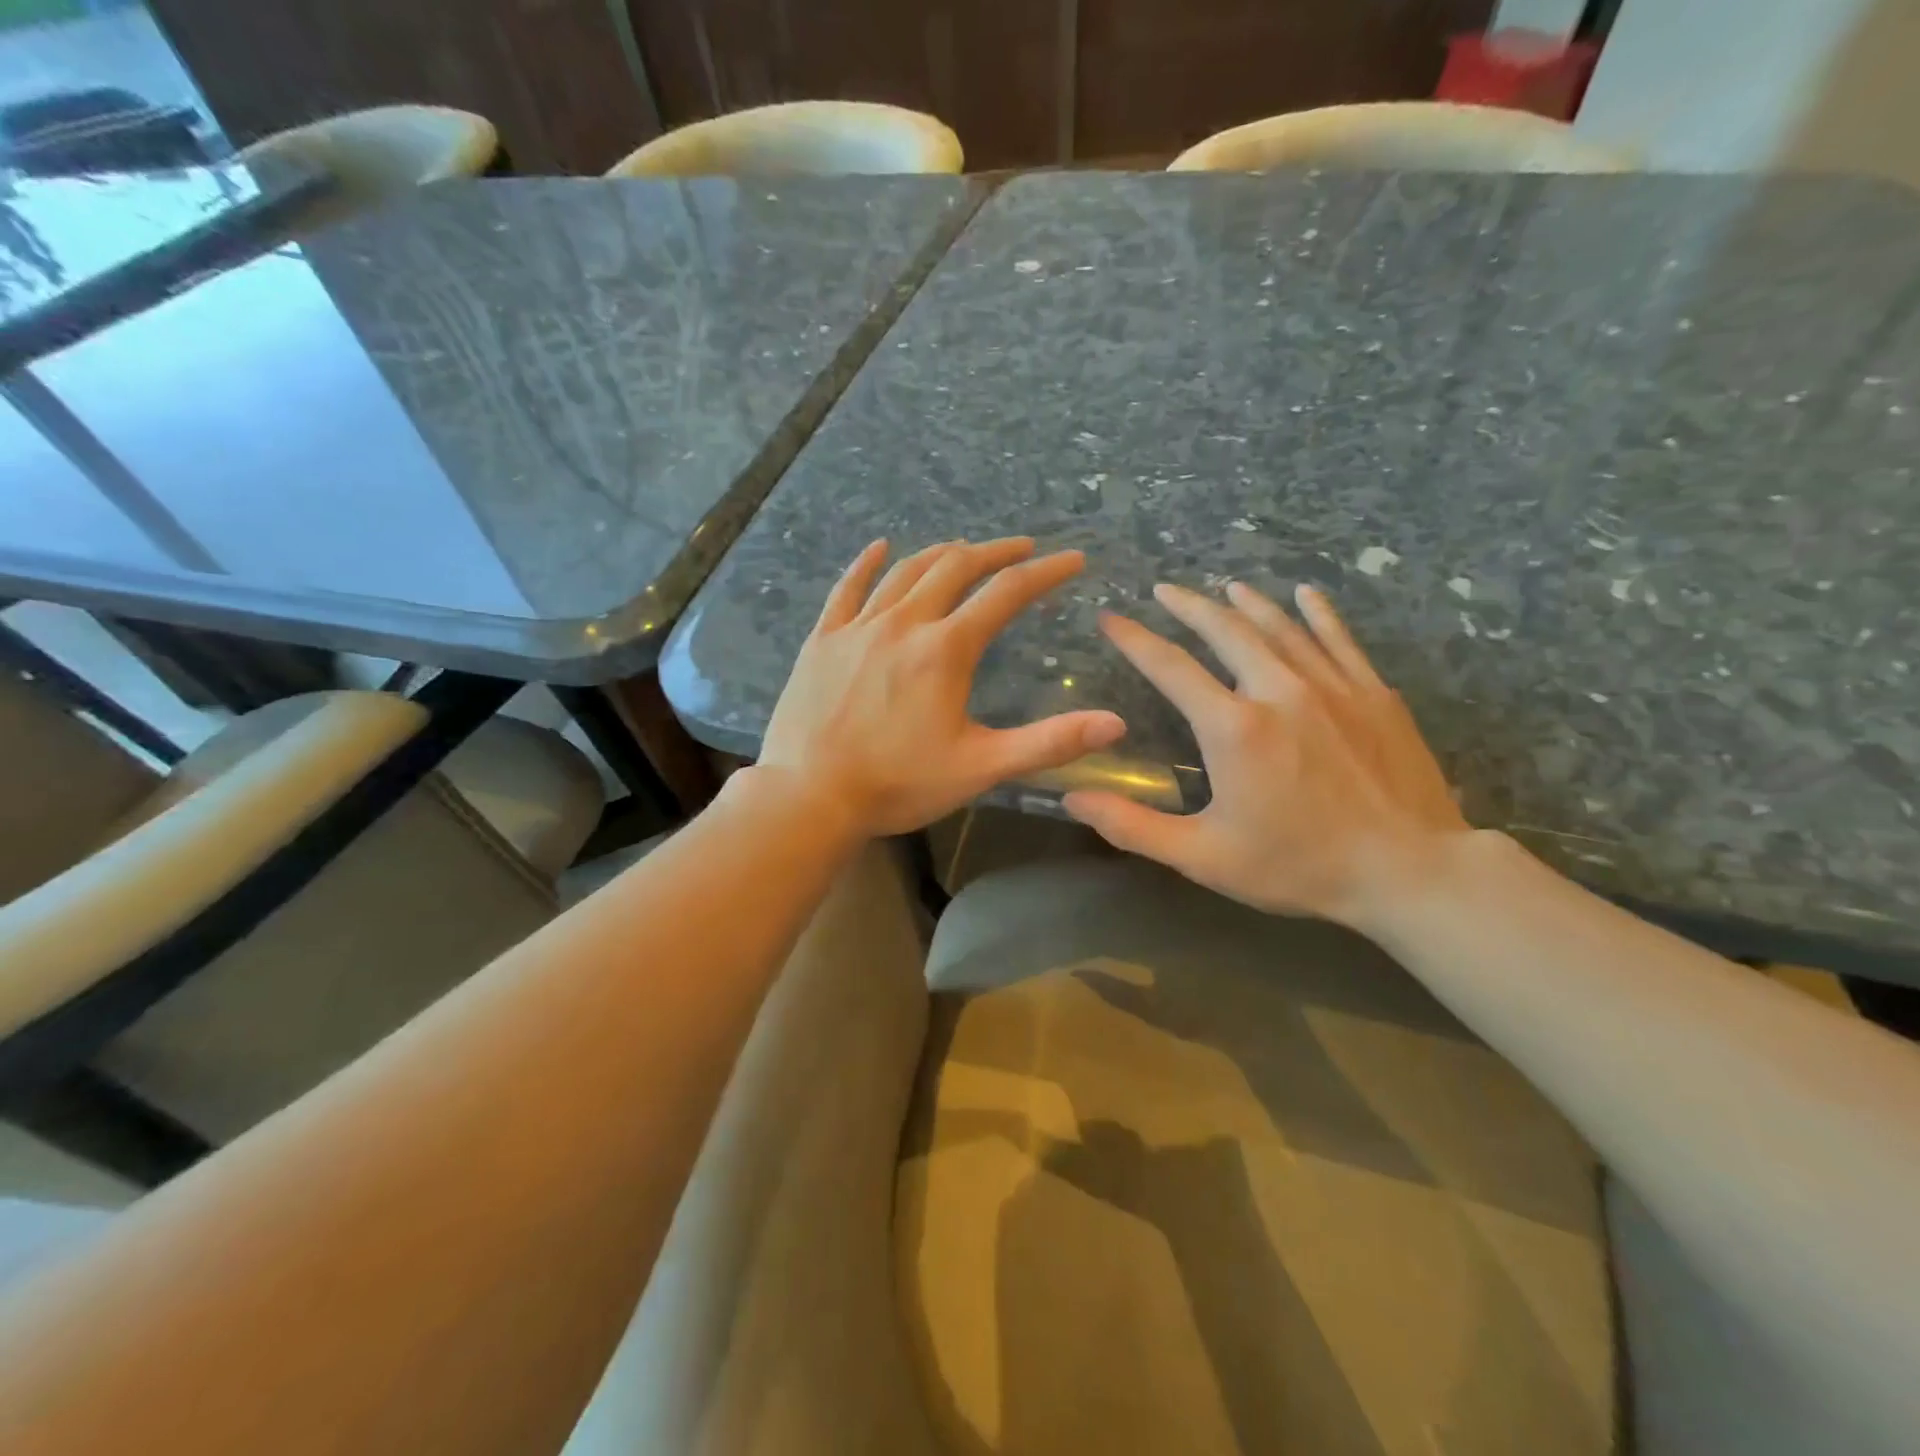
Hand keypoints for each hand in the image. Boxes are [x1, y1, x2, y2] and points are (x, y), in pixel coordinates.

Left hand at [760, 537, 1126, 836]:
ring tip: (965, 548)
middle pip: (955, 568)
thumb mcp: (981, 767)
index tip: (1073, 560)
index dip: (1045, 574)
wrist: (809, 796)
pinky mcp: (823, 640)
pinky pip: (847, 589)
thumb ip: (1049, 742)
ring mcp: (858, 628)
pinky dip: (866, 564)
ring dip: (941, 554)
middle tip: (1021, 549)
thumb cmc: (898, 784)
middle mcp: (903, 623)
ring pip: (906, 572)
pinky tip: (880, 547)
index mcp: (946, 649)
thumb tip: (1115, 724)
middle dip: (994, 553)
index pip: (1006, 594)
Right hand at [1063, 580, 1467, 929]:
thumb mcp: (1203, 856)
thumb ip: (1132, 825)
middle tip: (1163, 590)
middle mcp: (1278, 690)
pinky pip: (1339, 638)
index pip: (1170, 667)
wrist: (1410, 871)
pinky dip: (1318, 612)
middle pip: (1225, 630)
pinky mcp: (1373, 693)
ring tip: (1222, 586)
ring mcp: (1332, 686)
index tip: (1110, 618)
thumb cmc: (1298, 865)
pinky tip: (1306, 594)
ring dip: (1246, 602)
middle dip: (1188, 606)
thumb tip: (1073, 797)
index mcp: (1232, 727)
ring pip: (1280, 626)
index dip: (1134, 639)